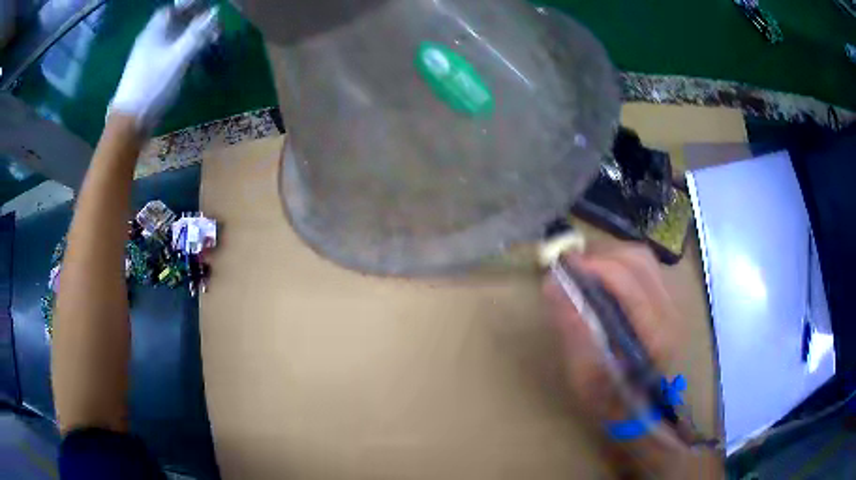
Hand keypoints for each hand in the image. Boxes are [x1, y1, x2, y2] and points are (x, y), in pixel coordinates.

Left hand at [110, 7, 218, 131]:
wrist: (129, 123)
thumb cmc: (152, 86)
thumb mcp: (178, 57)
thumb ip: (197, 33)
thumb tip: (215, 13)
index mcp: (154, 31)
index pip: (173, 8)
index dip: (189, 4)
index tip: (208, 6)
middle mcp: (149, 40)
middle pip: (174, 21)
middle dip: (194, 19)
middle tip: (213, 23)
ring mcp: (147, 57)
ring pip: (172, 38)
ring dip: (191, 35)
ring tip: (209, 40)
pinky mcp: (148, 73)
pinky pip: (169, 52)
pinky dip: (183, 49)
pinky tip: (193, 57)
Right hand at [544, 244, 691, 475]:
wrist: (640, 410)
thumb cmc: (610, 400)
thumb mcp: (585, 375)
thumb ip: (573, 329)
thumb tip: (553, 285)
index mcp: (655, 334)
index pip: (629, 282)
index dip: (596, 267)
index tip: (565, 267)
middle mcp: (670, 312)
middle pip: (639, 261)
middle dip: (602, 256)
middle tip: (572, 268)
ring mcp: (672, 304)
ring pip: (643, 259)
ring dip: (611, 256)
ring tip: (586, 270)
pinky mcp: (667, 301)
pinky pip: (644, 267)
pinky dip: (620, 263)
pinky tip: (604, 278)